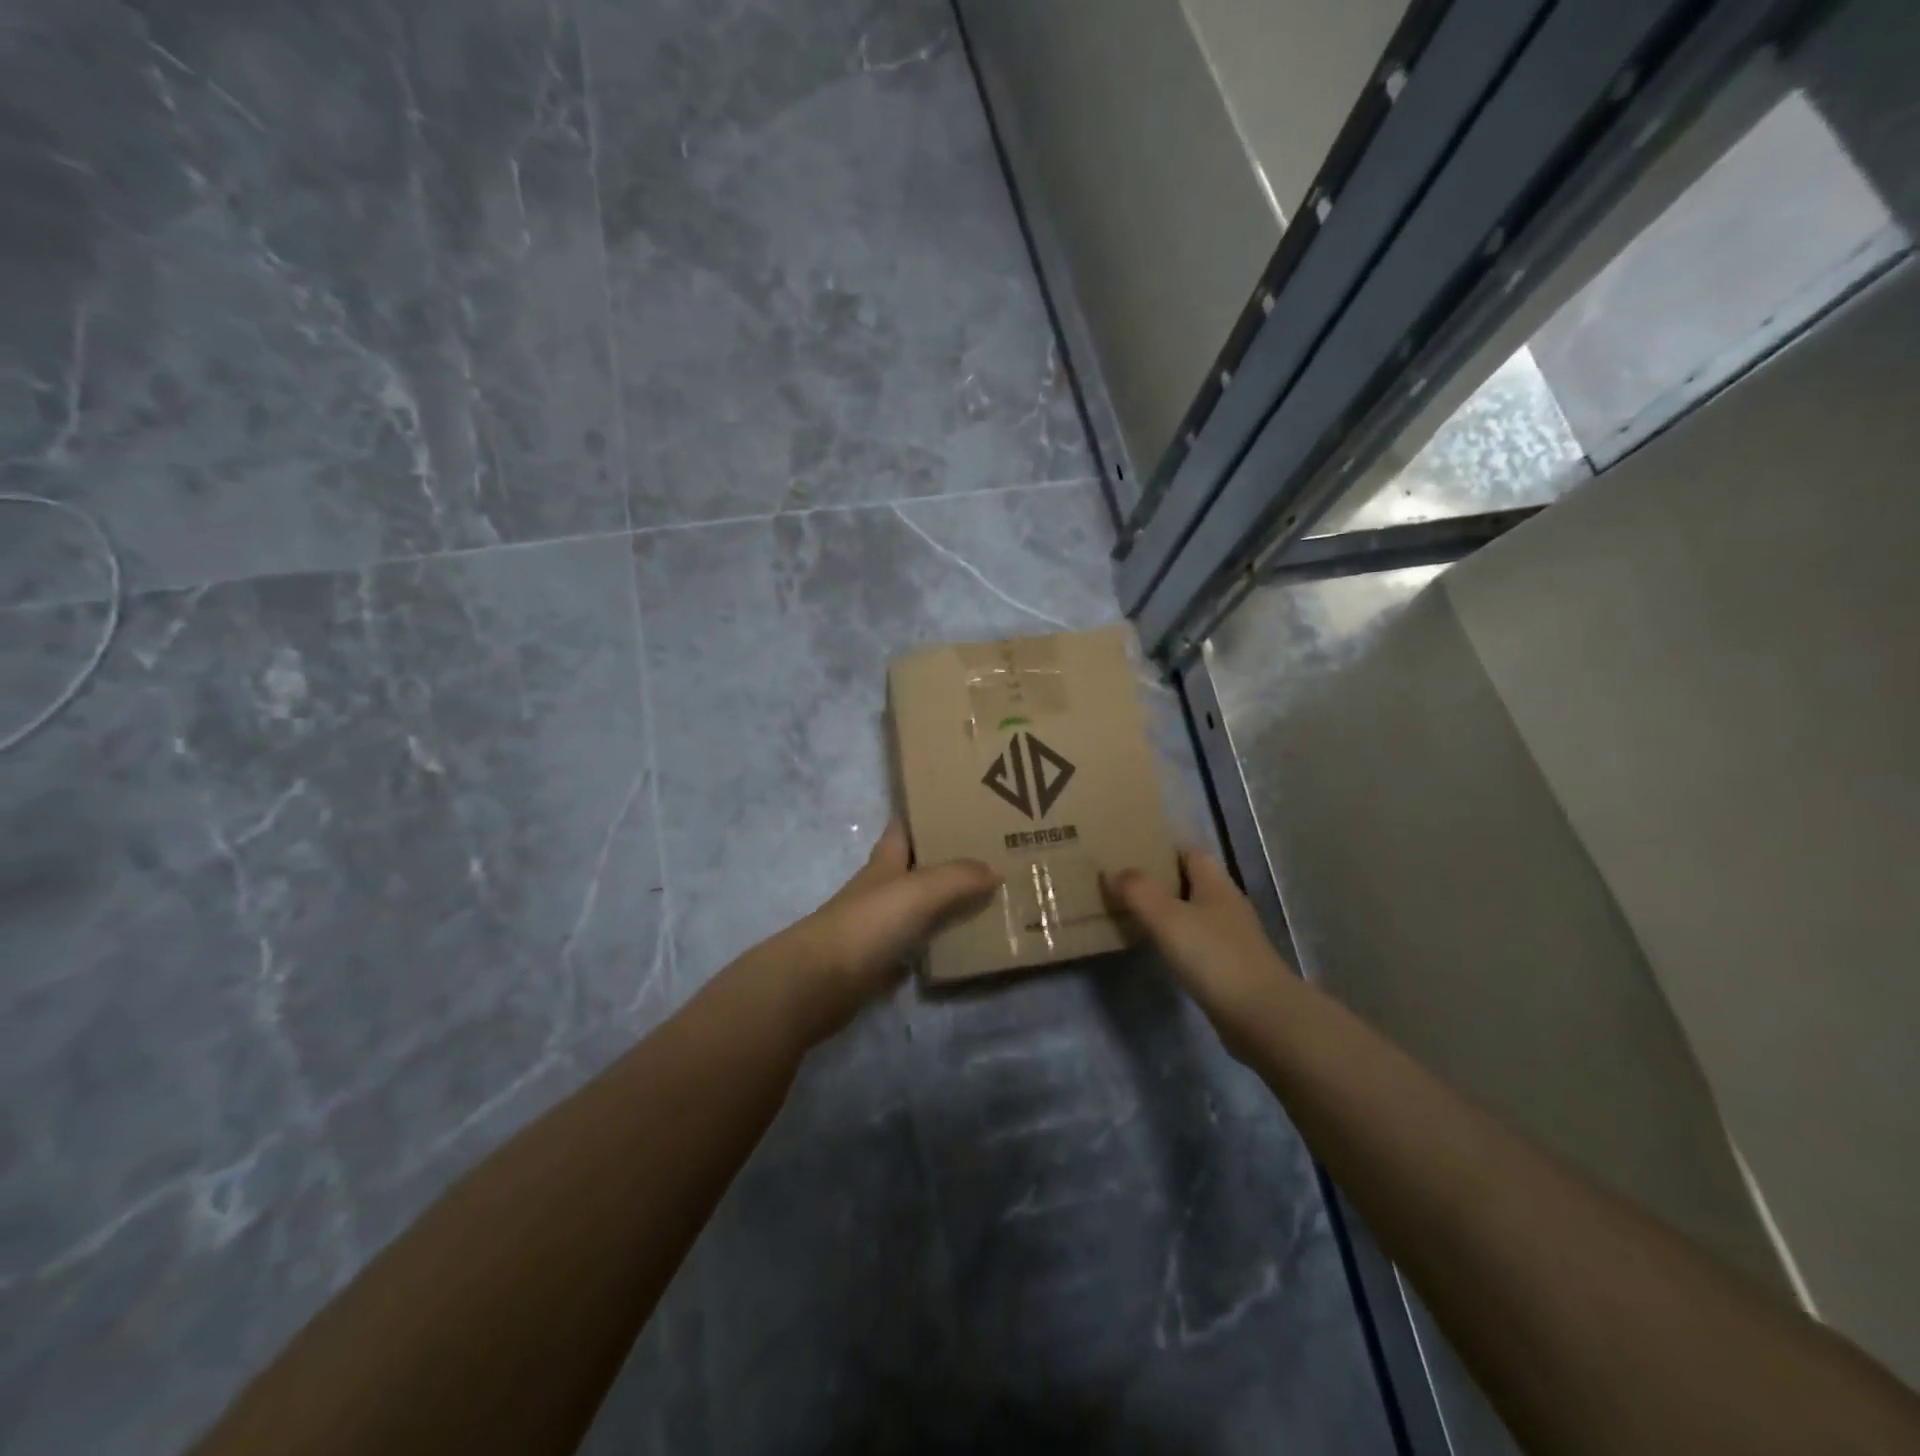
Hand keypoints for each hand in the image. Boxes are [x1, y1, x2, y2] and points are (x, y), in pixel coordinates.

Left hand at [779, 822, 998, 1043]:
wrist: (818, 983)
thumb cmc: (868, 924)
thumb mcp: (918, 891)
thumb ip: (957, 878)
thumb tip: (994, 870)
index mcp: (884, 864)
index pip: (901, 830)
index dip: (922, 817)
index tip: (955, 808)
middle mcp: (878, 892)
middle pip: (912, 870)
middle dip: (943, 862)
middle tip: (987, 858)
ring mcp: (874, 929)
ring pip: (914, 911)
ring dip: (942, 907)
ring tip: (984, 903)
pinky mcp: (875, 966)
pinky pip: (910, 951)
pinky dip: (930, 949)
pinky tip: (955, 950)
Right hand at [1104, 848, 1296, 1060]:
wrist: (1261, 1017)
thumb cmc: (1213, 957)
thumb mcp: (1167, 918)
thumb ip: (1138, 891)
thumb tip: (1112, 871)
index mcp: (1217, 884)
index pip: (1191, 853)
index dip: (1164, 851)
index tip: (1133, 857)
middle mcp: (1228, 905)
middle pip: (1194, 882)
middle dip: (1163, 882)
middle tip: (1126, 888)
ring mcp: (1234, 938)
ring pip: (1196, 914)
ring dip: (1171, 913)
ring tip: (1136, 918)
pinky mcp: (1233, 968)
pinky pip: (1200, 943)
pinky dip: (1180, 942)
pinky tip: (1162, 952)